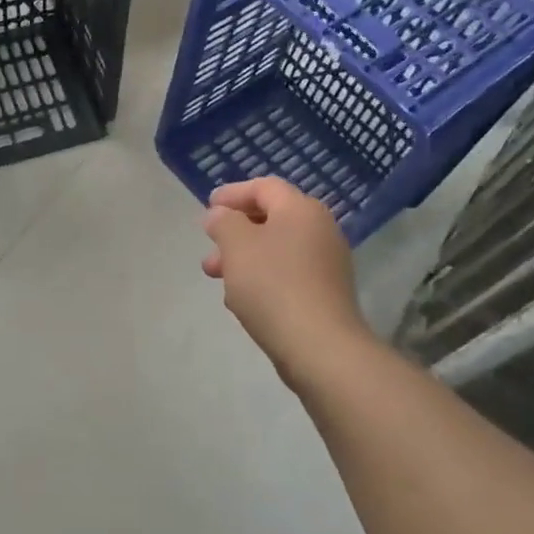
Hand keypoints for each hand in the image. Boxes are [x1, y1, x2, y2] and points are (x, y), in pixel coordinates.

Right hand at [202, 178, 372, 385]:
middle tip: (209, 246)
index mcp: (301, 210)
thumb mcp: (237, 246)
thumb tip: (221, 215)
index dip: (233, 193)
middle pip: (271, 218)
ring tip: (216, 276)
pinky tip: (241, 299)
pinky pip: (286, 274)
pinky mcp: (325, 293)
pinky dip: (261, 277)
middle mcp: (320, 229)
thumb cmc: (272, 285)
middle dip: (234, 231)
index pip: (264, 187)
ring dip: (243, 257)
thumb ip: (223, 222)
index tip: (207, 206)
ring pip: (276, 249)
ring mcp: (326, 263)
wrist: (319, 346)